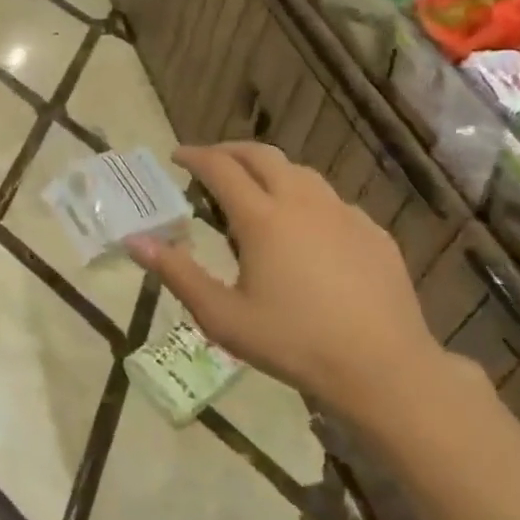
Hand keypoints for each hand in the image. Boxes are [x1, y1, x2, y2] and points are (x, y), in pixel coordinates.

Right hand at [126, 143, 448, 430]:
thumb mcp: (222, 317)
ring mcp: (343, 214)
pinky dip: (305, 198)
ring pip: (300, 172)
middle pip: (262, 156)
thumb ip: (177, 273)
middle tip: (210, 161)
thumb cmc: (293, 343)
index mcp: (262, 219)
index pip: (221, 168)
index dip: (195, 157)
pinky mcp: (372, 232)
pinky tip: (304, 227)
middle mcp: (302, 203)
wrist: (384, 368)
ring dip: (269, 170)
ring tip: (254, 188)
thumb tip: (135, 241)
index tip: (176, 156)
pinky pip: (331, 200)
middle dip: (230, 151)